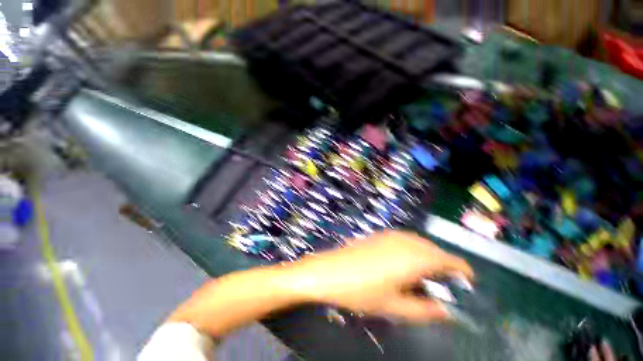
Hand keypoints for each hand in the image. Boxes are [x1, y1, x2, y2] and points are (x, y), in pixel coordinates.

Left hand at [288, 230, 473, 322]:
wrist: (330, 270)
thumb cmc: (361, 291)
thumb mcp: (393, 307)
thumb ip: (423, 310)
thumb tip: (445, 311)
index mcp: (413, 258)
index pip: (447, 259)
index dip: (462, 268)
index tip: (469, 280)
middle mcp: (404, 241)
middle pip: (433, 249)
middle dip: (444, 264)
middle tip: (444, 283)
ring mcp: (390, 235)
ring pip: (419, 242)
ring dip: (427, 256)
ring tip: (424, 275)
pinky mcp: (379, 234)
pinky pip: (404, 239)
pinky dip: (412, 249)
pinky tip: (404, 262)